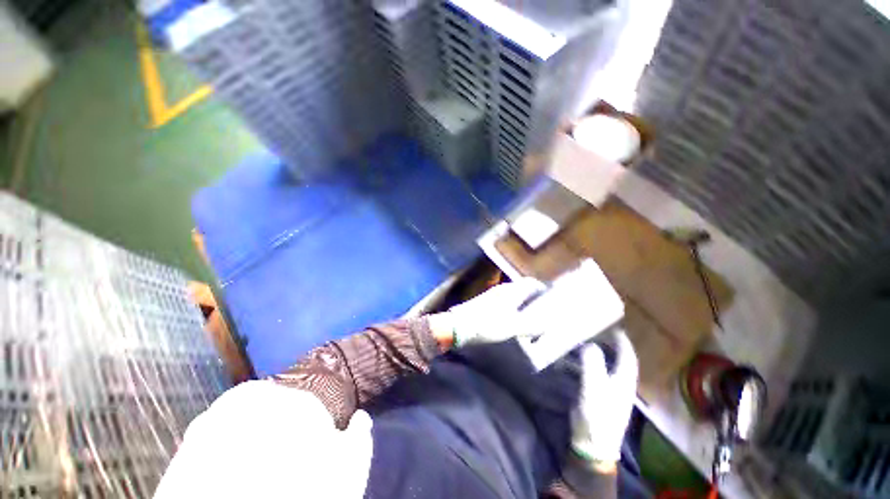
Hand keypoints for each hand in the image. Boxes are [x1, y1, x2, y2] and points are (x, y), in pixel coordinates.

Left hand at [428, 278, 545, 346]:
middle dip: (534, 297)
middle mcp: (502, 289)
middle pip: (522, 288)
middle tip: (545, 308)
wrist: (459, 326)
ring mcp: (492, 295)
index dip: (542, 288)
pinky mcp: (485, 303)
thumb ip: (531, 325)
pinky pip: (505, 302)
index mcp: (510, 291)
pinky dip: (513, 308)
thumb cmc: (487, 324)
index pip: (530, 283)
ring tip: (532, 315)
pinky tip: (514, 319)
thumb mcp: (512, 326)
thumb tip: (547, 324)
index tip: (551, 296)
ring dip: (523, 303)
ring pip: (513, 295)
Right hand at [571, 330, 637, 464]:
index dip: (622, 340)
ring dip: (599, 352)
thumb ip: (593, 364)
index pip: (628, 356)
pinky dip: (589, 362)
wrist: (592, 442)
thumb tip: (590, 344)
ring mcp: (610, 390)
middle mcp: (620, 383)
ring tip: (585, 339)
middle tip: (596, 329)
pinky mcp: (599, 395)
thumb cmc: (597, 414)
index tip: (613, 326)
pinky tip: (578, 359)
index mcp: (623, 380)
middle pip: (619, 359)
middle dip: (611, 344)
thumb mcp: (594, 387)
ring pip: (607, 365)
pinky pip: (596, 372)